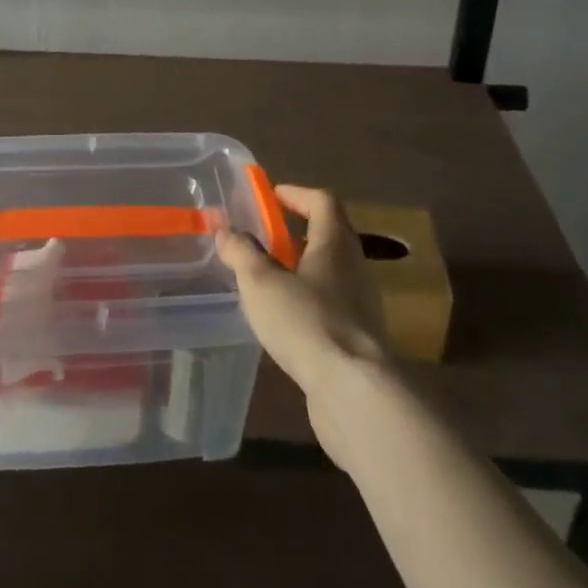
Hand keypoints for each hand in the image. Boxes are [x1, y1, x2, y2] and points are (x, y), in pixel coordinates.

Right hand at [216, 185, 392, 467]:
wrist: (355, 393)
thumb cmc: (307, 322)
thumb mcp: (261, 282)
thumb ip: (242, 252)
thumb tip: (225, 229)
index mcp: (335, 243)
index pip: (323, 201)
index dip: (297, 194)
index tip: (272, 196)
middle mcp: (354, 267)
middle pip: (330, 235)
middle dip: (298, 232)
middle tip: (266, 237)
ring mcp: (362, 305)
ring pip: (332, 273)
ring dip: (303, 269)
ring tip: (269, 280)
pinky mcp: (360, 340)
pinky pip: (332, 306)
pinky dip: (309, 302)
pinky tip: (286, 321)